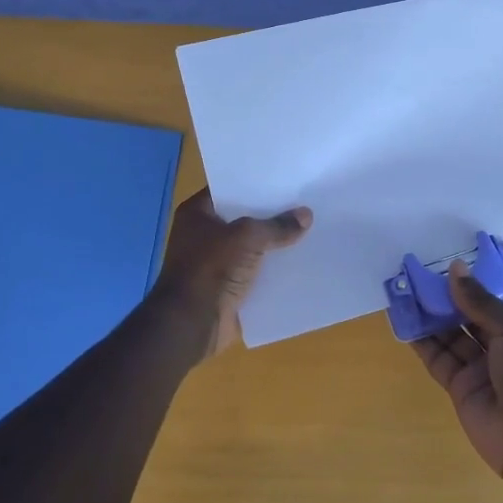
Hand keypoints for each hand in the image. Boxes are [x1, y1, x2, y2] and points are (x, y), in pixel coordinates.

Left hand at [153, 189, 310, 359]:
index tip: (285, 179)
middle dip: (271, 214)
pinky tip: (300, 262)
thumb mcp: (247, 237)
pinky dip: (274, 270)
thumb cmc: (211, 268)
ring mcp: (215, 262)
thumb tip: (306, 215)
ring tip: (310, 230)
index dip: (256, 183)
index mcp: (198, 213)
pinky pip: (256, 272)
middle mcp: (204, 234)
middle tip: (304, 202)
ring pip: (252, 246)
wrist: (192, 323)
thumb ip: (277, 226)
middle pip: (244, 218)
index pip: (230, 189)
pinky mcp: (228, 287)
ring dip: (275, 243)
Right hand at [412, 263, 502, 482]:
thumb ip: (481, 300)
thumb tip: (455, 269)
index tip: (444, 266)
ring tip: (405, 294)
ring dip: (430, 317)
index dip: (470, 285)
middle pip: (468, 317)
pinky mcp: (460, 388)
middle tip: (417, 277)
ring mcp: (480, 368)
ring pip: (450, 336)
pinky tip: (405, 325)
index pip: (493, 301)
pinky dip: (422, 343)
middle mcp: (502, 347)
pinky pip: (439, 360)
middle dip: (446, 299)